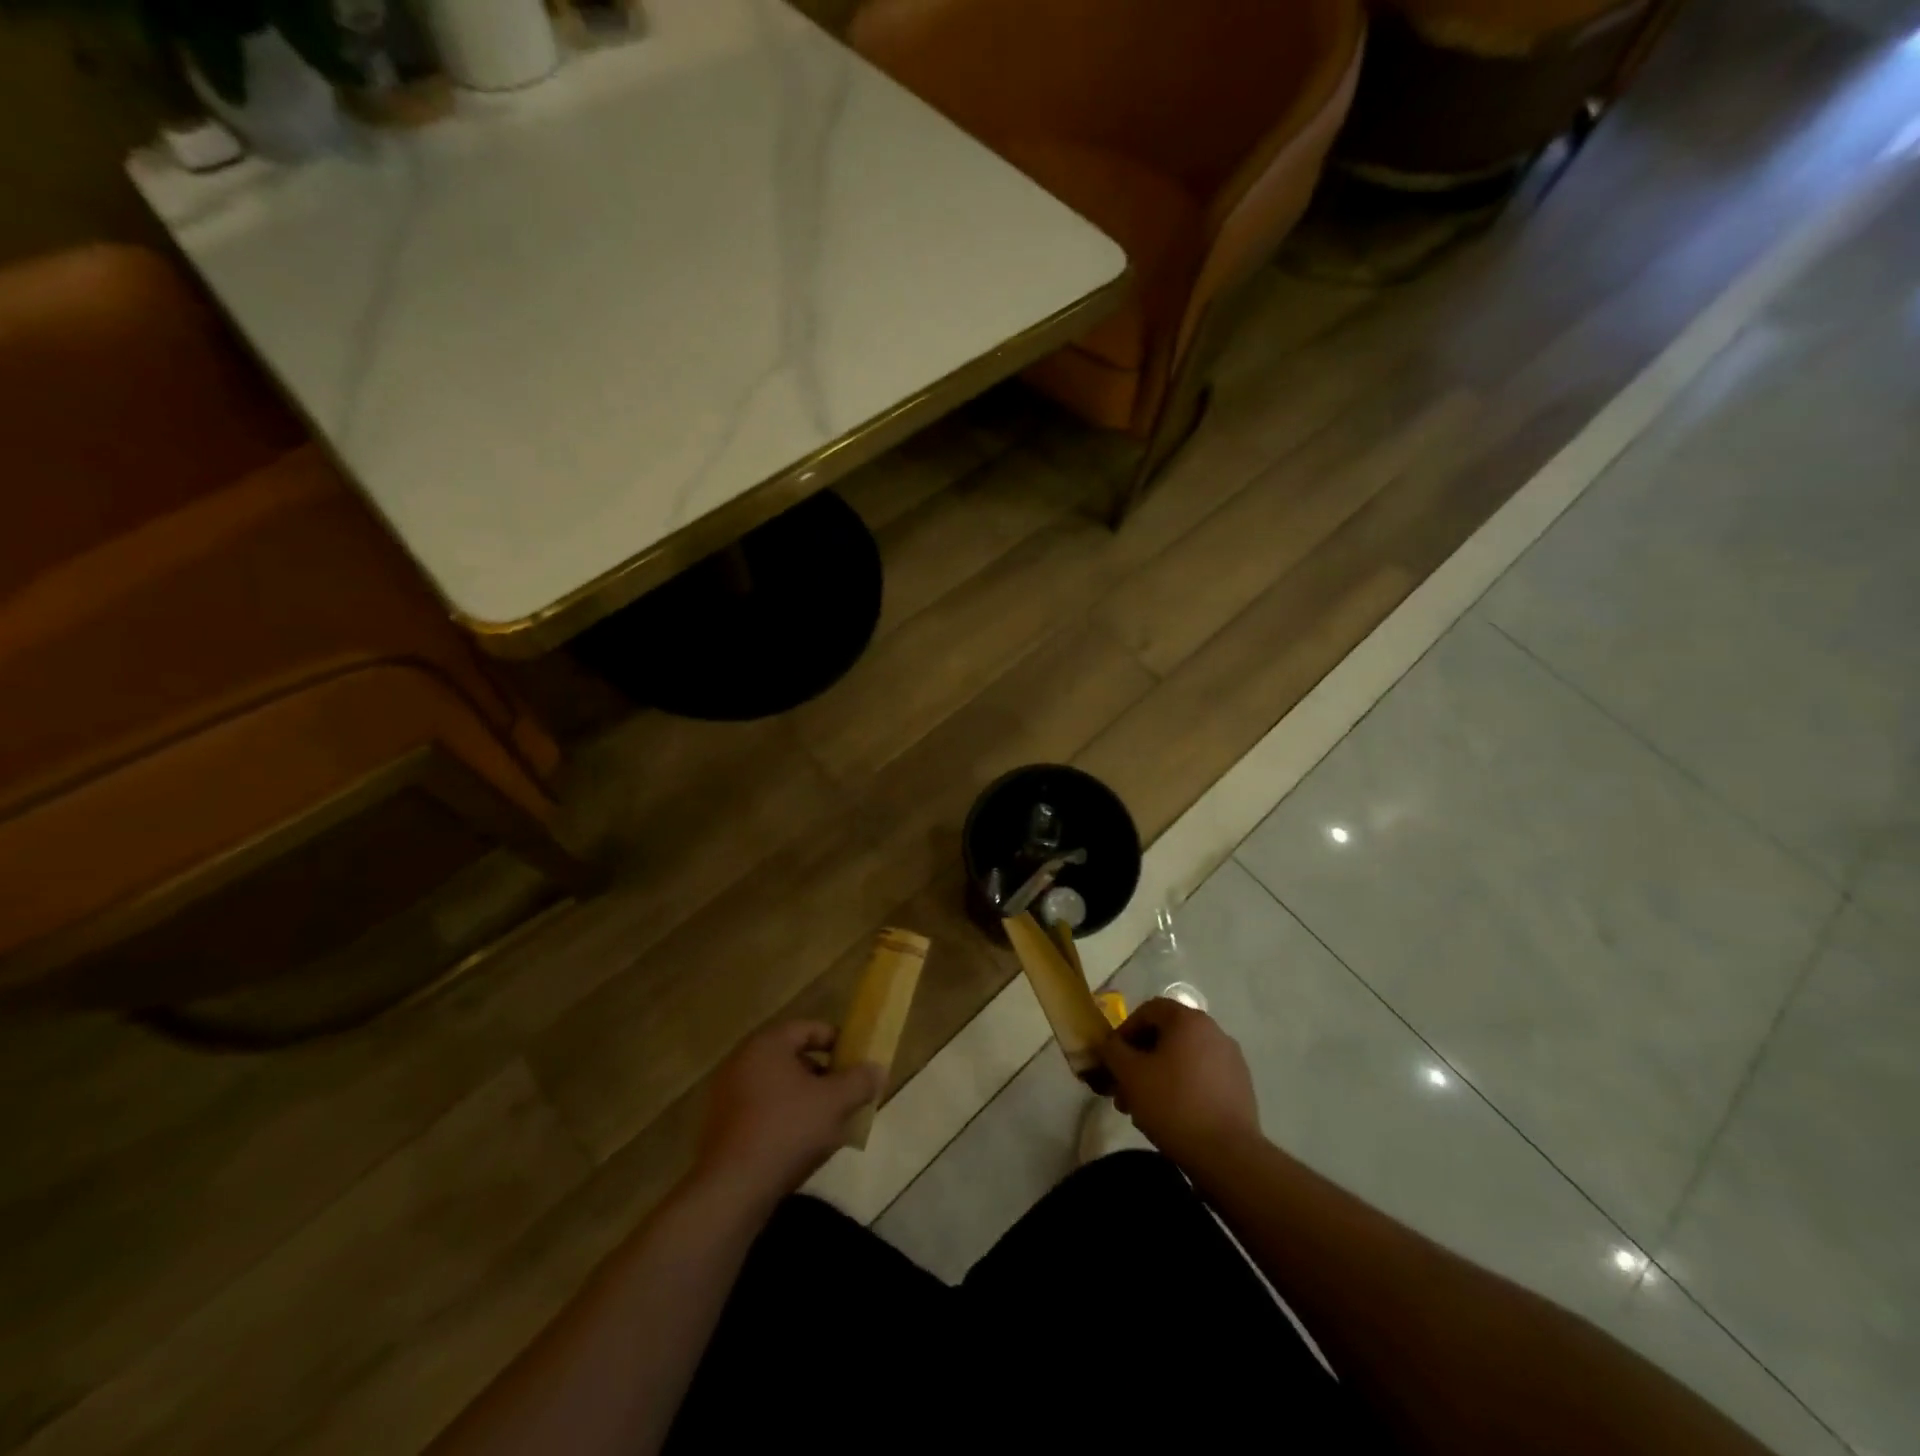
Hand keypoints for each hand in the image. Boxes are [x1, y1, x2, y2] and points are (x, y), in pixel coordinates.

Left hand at [693, 1022, 881, 1206]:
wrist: (732, 1190)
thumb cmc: (787, 1130)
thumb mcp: (834, 1102)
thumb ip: (860, 1081)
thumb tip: (877, 1069)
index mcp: (767, 1044)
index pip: (807, 1028)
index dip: (836, 1041)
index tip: (857, 1060)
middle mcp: (742, 1061)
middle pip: (792, 1058)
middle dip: (823, 1075)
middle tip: (846, 1093)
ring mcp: (727, 1095)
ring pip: (778, 1088)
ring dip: (805, 1100)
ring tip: (829, 1123)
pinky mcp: (722, 1128)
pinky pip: (762, 1112)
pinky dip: (784, 1119)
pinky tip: (801, 1145)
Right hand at [1100, 998, 1260, 1167]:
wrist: (1228, 1155)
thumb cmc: (1173, 1104)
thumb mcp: (1130, 1074)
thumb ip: (1113, 1051)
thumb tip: (1109, 1044)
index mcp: (1188, 1020)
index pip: (1148, 1010)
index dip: (1125, 1031)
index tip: (1113, 1059)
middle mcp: (1213, 1031)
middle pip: (1166, 1036)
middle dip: (1139, 1060)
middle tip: (1123, 1089)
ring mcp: (1231, 1060)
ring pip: (1183, 1059)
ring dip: (1158, 1076)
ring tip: (1142, 1108)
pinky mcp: (1240, 1087)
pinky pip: (1202, 1077)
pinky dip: (1182, 1088)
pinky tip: (1171, 1116)